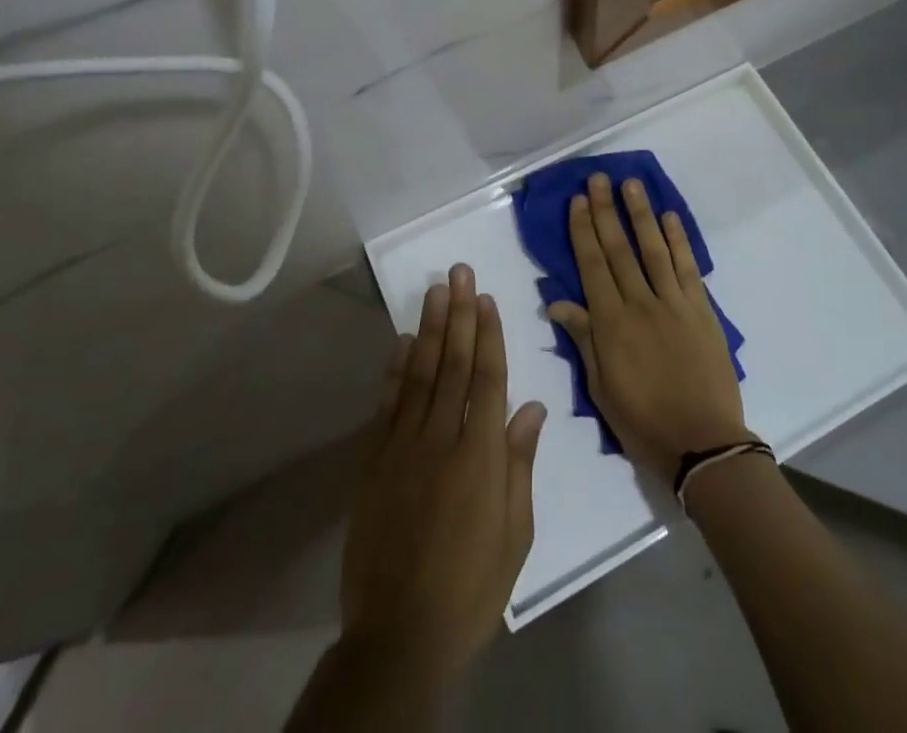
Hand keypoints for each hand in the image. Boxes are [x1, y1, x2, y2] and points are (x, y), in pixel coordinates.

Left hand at [340, 264, 547, 684]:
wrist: (399, 634)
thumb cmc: (471, 586)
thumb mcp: (515, 533)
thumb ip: (520, 463)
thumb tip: (532, 407)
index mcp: (481, 455)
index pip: (488, 379)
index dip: (488, 334)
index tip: (486, 298)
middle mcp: (442, 438)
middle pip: (454, 364)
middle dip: (459, 314)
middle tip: (459, 272)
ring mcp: (403, 448)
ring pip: (421, 374)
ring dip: (430, 329)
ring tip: (435, 291)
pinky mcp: (374, 463)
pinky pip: (388, 405)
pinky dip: (396, 370)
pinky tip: (403, 343)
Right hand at [546, 174, 747, 482]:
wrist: (703, 442)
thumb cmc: (643, 421)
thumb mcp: (601, 387)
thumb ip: (583, 339)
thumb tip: (557, 302)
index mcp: (611, 324)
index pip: (592, 266)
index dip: (583, 231)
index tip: (577, 201)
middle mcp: (640, 303)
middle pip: (619, 249)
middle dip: (606, 211)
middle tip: (598, 178)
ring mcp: (674, 303)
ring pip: (653, 249)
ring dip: (641, 214)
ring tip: (631, 184)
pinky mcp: (701, 309)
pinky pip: (687, 267)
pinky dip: (678, 240)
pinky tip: (669, 217)